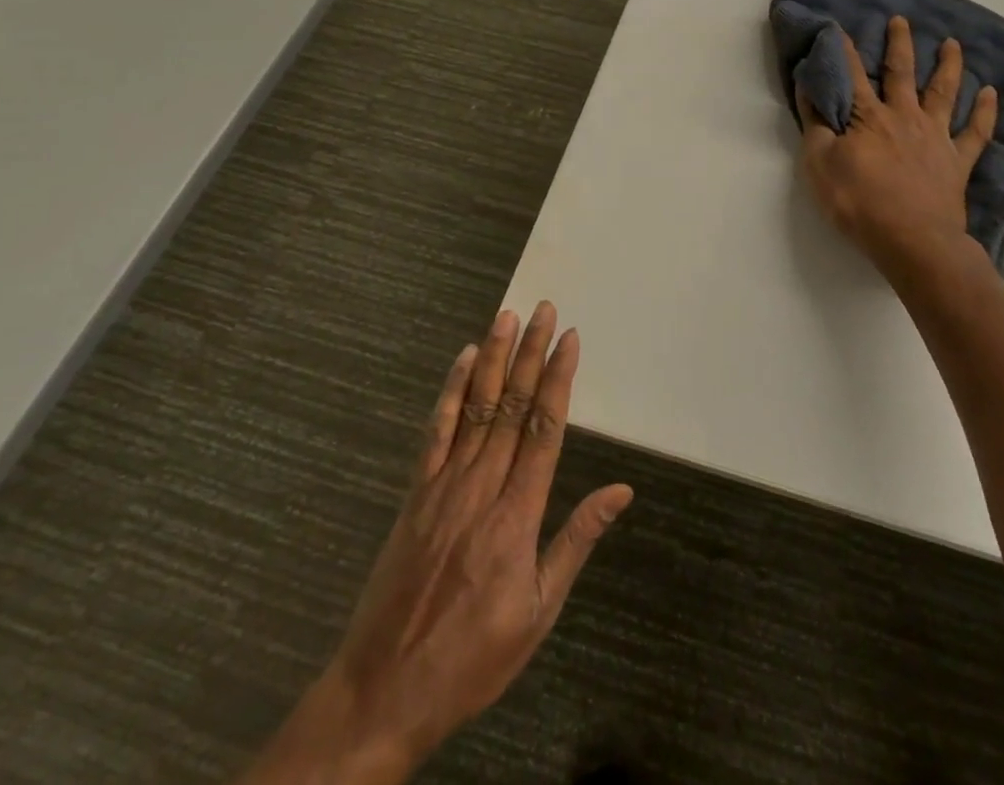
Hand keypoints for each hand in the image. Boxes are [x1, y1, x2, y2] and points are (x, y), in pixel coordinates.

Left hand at [242, 304, 630, 784]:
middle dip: (530, 353)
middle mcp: (482, 487)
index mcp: (517, 515)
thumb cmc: (472, 658)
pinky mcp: (415, 494)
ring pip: (477, 408)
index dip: (558, 378)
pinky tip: (463, 361)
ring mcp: (443, 486)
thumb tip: (621, 491)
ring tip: (507, 318)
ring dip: (493, 359)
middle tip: (543, 310)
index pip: (545, 429)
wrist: (383, 693)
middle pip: (513, 406)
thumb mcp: (538, 612)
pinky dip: (451, 392)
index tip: (569, 339)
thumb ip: (577, 541)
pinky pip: (436, 432)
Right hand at [796, 15, 997, 280]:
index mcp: (868, 117)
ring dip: (948, 66)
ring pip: (943, 92)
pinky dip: (984, 112)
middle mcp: (904, 117)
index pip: (852, 76)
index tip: (839, 27)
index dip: (844, 52)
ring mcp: (935, 136)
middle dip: (899, 44)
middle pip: (901, 73)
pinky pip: (975, 132)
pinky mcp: (957, 161)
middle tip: (901, 20)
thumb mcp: (820, 164)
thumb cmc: (858, 202)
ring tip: (952, 44)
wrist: (911, 239)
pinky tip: (991, 93)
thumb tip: (808, 88)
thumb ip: (815, 125)